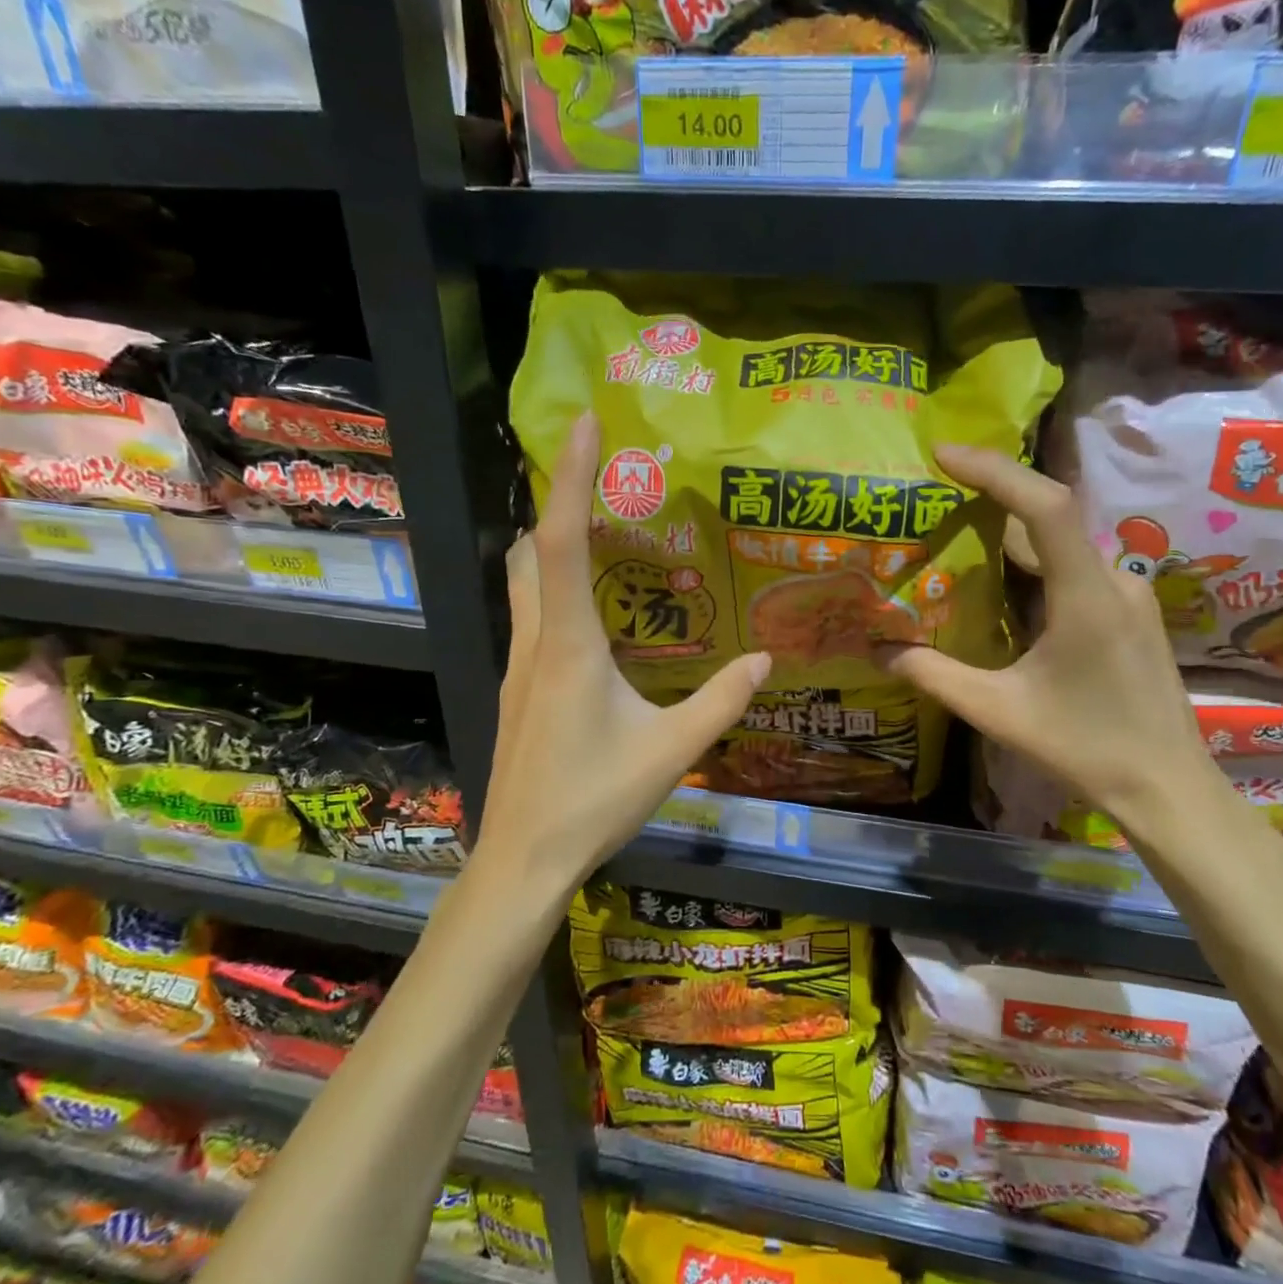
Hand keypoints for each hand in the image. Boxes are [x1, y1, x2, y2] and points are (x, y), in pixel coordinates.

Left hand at [478, 412, 770, 890]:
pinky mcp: (516, 690)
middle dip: (560, 502)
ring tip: (603, 533)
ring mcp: (518, 667)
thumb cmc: (593, 802)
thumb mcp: (672, 751)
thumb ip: (722, 700)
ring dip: (553, 547)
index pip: (564, 542)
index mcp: (571, 646)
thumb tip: (766, 658)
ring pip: (525, 584)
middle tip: (602, 476)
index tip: (586, 424)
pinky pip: (533, 618)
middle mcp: (536, 643)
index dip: (573, 478)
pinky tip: (593, 617)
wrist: (522, 859)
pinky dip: (554, 590)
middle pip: (532, 551)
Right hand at [882, 445, 1220, 835]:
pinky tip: (1003, 585)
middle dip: (991, 496)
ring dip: (1012, 533)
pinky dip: (1035, 562)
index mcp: (1086, 596)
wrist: (1168, 787)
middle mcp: (1115, 580)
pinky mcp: (1131, 611)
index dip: (995, 470)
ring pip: (1063, 543)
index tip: (944, 455)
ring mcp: (1130, 594)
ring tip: (958, 533)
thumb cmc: (1085, 748)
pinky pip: (1076, 567)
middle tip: (935, 493)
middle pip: (1049, 518)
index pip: (1045, 507)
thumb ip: (935, 675)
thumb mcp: (998, 712)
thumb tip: (878, 649)